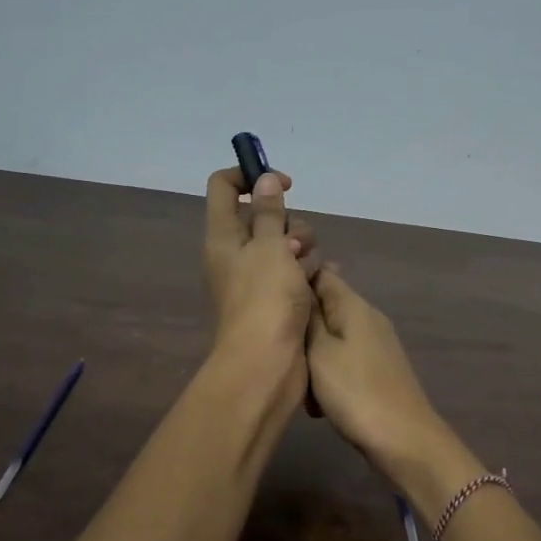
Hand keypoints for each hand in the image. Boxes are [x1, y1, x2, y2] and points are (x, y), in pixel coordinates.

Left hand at [204, 167, 319, 399]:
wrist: (266, 364)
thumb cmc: (264, 299)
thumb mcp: (269, 247)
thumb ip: (268, 212)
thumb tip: (263, 180)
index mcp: (223, 236)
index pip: (225, 186)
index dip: (252, 176)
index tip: (285, 184)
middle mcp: (236, 254)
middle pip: (264, 217)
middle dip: (290, 223)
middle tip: (296, 245)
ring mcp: (257, 279)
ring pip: (286, 245)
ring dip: (304, 251)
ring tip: (307, 273)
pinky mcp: (276, 300)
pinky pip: (295, 273)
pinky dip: (307, 274)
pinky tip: (317, 284)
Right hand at [304, 265, 448, 482]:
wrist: (402, 438)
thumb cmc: (354, 390)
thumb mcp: (319, 351)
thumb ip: (308, 317)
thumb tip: (301, 284)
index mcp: (353, 305)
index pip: (322, 273)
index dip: (296, 279)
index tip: (271, 298)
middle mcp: (368, 317)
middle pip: (325, 308)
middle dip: (301, 328)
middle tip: (283, 352)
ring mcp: (376, 344)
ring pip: (331, 339)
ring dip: (313, 359)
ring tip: (303, 386)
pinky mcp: (378, 369)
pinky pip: (343, 361)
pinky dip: (328, 377)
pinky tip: (321, 403)